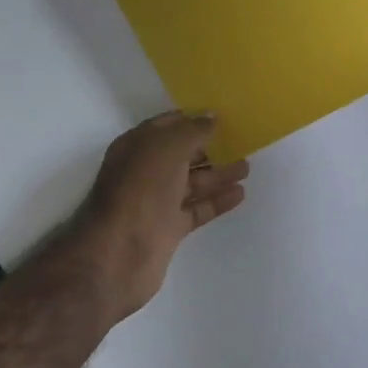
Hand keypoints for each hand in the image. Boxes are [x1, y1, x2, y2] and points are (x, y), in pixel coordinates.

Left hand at [67, 113, 249, 320]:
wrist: (120, 252)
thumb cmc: (141, 189)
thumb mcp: (167, 148)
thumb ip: (193, 131)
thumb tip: (211, 116)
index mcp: (137, 146)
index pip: (166, 126)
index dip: (191, 119)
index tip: (221, 116)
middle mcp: (144, 171)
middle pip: (181, 154)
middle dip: (209, 147)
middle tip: (241, 142)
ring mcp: (156, 201)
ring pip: (191, 182)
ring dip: (217, 174)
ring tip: (247, 167)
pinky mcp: (168, 228)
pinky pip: (196, 208)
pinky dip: (216, 201)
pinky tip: (239, 193)